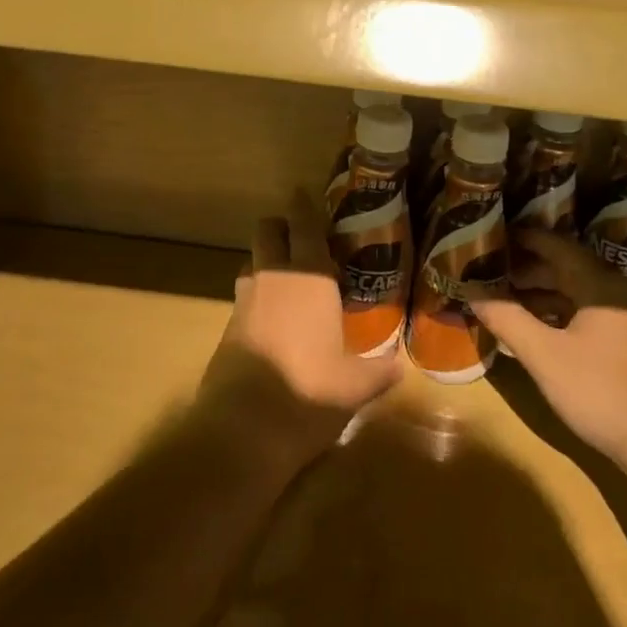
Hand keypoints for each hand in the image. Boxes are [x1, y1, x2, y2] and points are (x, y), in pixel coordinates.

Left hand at [199, 190, 402, 467]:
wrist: (242, 431)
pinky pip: (244, 297)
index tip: (307, 194)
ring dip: (268, 263)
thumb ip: (379, 370)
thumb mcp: (355, 386)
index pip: (304, 223)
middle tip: (304, 243)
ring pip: (253, 262)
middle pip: (268, 230)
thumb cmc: (308, 393)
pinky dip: (258, 298)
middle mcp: (273, 277)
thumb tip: (399, 364)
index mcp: (309, 276)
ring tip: (292, 284)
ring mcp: (244, 300)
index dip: (305, 205)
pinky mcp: (227, 327)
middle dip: (282, 228)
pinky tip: (275, 323)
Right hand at [465, 230, 626, 485]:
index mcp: (599, 284)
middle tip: (489, 270)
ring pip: (576, 294)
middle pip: (565, 268)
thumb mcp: (546, 356)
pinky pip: (586, 316)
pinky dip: (558, 316)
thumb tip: (471, 291)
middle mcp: (616, 293)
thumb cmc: (604, 392)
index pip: (555, 245)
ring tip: (504, 300)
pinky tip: (537, 333)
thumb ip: (507, 320)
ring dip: (541, 295)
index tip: (490, 235)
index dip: (521, 239)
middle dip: (526, 268)